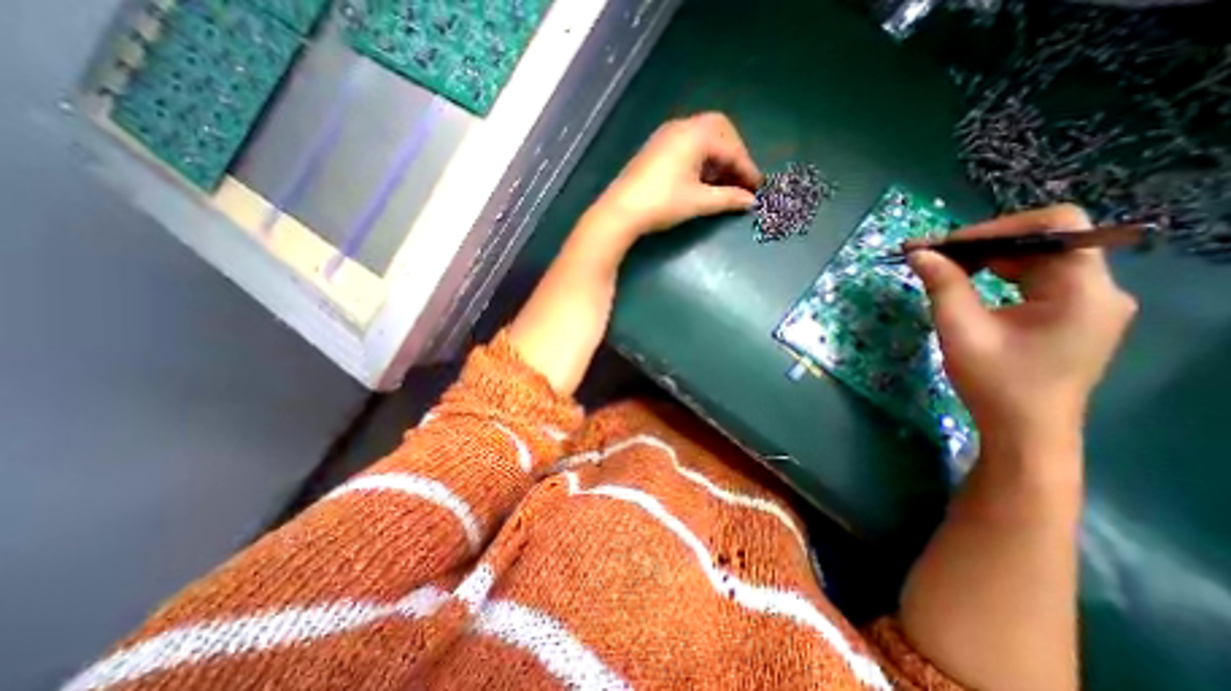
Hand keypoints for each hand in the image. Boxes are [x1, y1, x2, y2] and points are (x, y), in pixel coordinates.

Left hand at [584, 112, 760, 240]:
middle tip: (739, 179)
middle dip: (733, 154)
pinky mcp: (656, 148)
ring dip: (716, 157)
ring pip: (702, 138)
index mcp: (696, 134)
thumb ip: (728, 198)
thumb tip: (750, 201)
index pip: (731, 148)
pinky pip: (687, 145)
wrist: (620, 211)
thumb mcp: (698, 202)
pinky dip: (700, 158)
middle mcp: (682, 127)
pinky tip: (701, 179)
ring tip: (722, 183)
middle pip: (719, 131)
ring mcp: (666, 136)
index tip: (757, 187)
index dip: (746, 169)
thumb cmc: (662, 203)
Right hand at [906, 202, 1138, 447]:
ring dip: (986, 258)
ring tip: (940, 268)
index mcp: (1082, 290)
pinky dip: (997, 274)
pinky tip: (966, 283)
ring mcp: (1088, 302)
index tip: (943, 245)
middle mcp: (1097, 288)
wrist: (1024, 429)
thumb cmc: (995, 382)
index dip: (994, 228)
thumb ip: (942, 285)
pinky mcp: (1072, 314)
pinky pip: (1034, 278)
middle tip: (929, 255)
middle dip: (981, 244)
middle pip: (1042, 241)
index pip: (1054, 227)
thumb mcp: (960, 330)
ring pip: (1035, 258)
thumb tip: (919, 253)